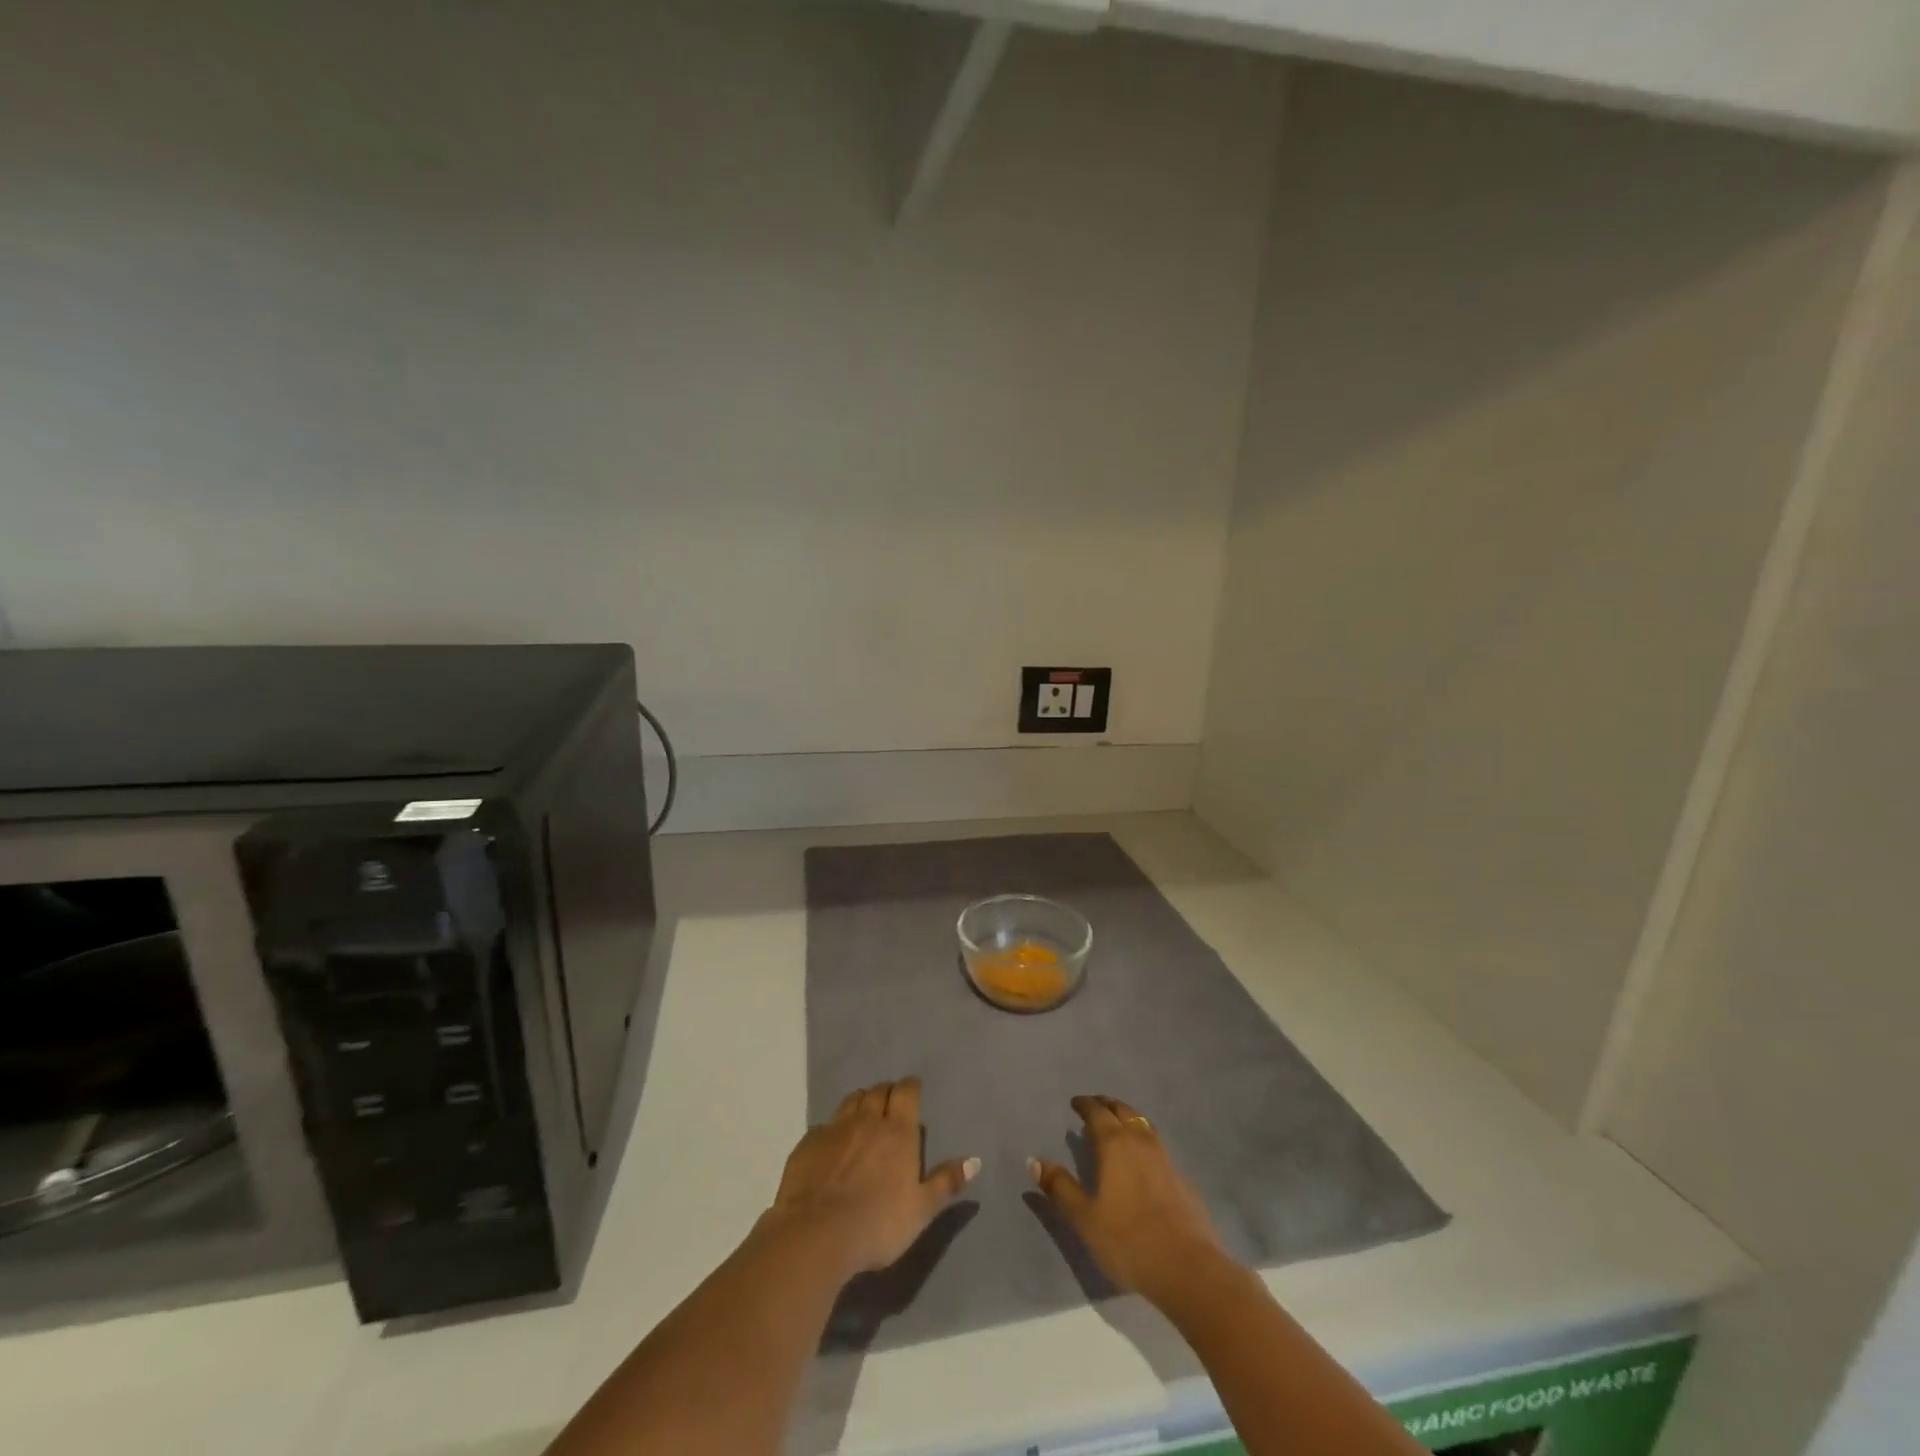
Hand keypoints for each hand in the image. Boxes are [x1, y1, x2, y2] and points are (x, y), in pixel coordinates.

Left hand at [764, 1076, 977, 1278]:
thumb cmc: (878, 1223)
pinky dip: (833, 1128)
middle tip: (891, 1103)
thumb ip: (946, 1182)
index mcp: (897, 1130)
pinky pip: (824, 1125)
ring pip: (851, 1101)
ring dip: (861, 1102)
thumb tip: (974, 1160)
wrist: (816, 1234)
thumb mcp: (921, 1209)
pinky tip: (833, 1144)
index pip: (906, 1091)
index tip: (913, 1090)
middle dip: (886, 1092)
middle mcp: (866, 1119)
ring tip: (864, 1114)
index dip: (910, 1087)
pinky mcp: (807, 1144)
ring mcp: (834, 1129)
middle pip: (878, 1091)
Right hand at [1030, 1095, 1232, 1306]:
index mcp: (1114, 1144)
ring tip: (1118, 1125)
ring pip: (1144, 1124)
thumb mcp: (1084, 1218)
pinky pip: (1159, 1147)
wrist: (1188, 1268)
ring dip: (1128, 1118)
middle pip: (1123, 1111)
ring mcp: (1165, 1158)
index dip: (1085, 1104)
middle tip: (1095, 1106)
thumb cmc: (1128, 1241)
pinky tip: (1144, 1160)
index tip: (1075, 1103)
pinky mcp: (1183, 1178)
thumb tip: (1034, 1160)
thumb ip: (1059, 1187)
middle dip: (1106, 1105)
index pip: (1097, 1112)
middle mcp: (1140, 1141)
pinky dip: (1146, 1141)